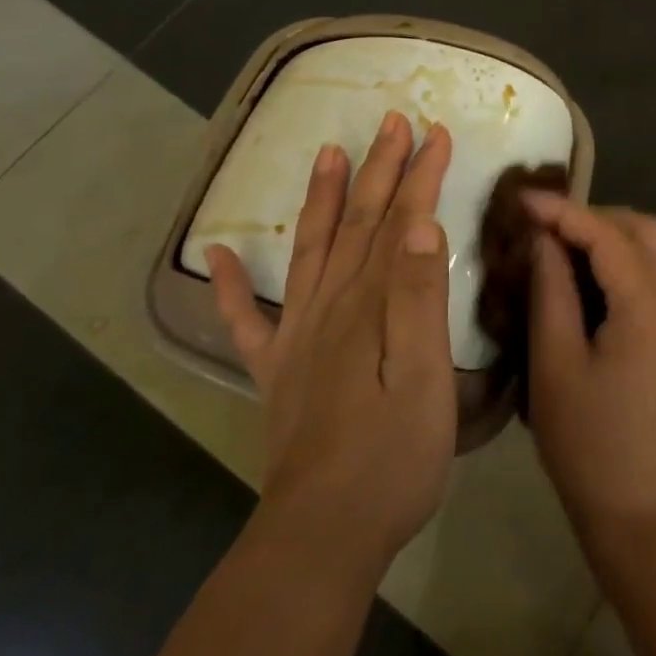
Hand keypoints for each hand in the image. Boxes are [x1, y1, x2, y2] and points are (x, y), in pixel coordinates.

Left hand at [208, 113, 456, 576]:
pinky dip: (229, 284)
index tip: (436, 133)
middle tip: (390, 121)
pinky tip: (220, 251)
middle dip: (377, 168)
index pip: (400, 223)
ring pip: (309, 250)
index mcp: (370, 305)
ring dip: (319, 198)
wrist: (323, 534)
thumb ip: (420, 299)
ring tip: (326, 152)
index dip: (419, 176)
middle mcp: (328, 306)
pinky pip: (243, 320)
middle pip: (356, 223)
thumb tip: (421, 225)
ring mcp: (295, 337)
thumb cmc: (392, 457)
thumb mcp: (425, 378)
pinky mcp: (275, 371)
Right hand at [523, 193, 655, 545]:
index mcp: (651, 309)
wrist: (640, 512)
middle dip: (596, 217)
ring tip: (562, 247)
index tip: (521, 199)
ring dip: (613, 236)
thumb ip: (551, 289)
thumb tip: (543, 238)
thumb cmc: (587, 442)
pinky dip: (624, 261)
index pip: (608, 235)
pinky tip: (587, 277)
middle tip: (547, 228)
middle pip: (647, 230)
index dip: (563, 211)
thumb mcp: (555, 362)